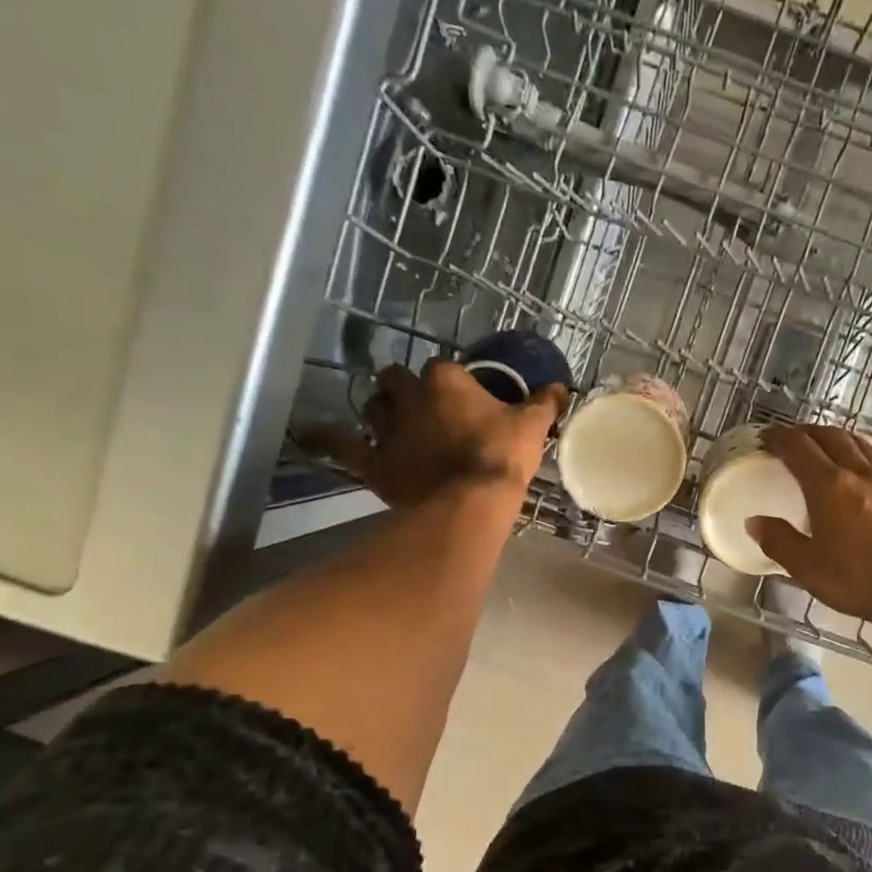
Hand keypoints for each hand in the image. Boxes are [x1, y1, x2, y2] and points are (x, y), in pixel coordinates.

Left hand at [301, 360, 565, 508]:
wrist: (470, 504)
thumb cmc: (501, 459)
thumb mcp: (531, 428)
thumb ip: (544, 404)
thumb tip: (562, 387)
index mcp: (446, 380)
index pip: (442, 368)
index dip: (450, 383)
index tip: (461, 400)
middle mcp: (410, 397)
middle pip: (396, 379)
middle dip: (404, 388)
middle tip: (419, 407)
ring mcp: (387, 429)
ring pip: (372, 406)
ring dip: (378, 410)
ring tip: (388, 422)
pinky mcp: (372, 461)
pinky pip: (341, 444)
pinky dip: (326, 439)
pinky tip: (310, 435)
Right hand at [746, 424, 871, 625]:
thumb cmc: (857, 580)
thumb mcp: (807, 567)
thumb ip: (779, 541)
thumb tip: (755, 522)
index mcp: (829, 486)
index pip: (798, 447)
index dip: (779, 438)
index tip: (767, 437)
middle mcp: (861, 472)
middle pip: (832, 437)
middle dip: (809, 433)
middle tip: (795, 439)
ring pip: (863, 445)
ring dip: (841, 439)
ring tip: (831, 447)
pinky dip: (870, 459)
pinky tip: (871, 474)